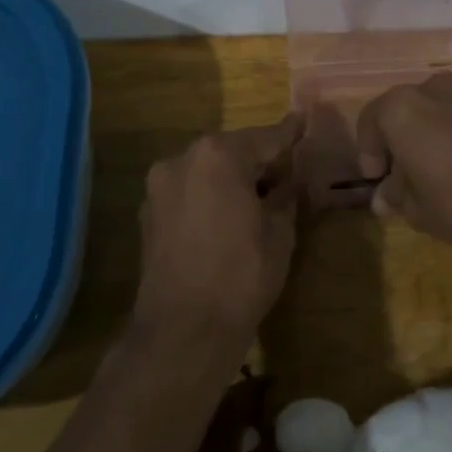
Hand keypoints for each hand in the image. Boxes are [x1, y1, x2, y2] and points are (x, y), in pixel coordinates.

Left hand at [134, 114, 303, 360]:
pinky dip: (209, 196)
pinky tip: (227, 217)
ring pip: (207, 171)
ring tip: (257, 197)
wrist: (183, 330)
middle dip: (258, 160)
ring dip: (231, 178)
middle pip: (231, 150)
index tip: (303, 121)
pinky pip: (189, 192)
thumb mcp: (279, 232)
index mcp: (218, 155)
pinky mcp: (148, 214)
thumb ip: (286, 195)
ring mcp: (160, 187)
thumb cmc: (242, 274)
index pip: (265, 138)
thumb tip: (290, 180)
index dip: (289, 133)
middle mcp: (182, 159)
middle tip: (285, 171)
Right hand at [354, 73, 451, 248]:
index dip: (368, 152)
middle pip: (402, 111)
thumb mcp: (418, 210)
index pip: (370, 121)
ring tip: (433, 171)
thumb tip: (384, 197)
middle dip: (397, 142)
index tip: (376, 180)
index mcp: (401, 109)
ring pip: (433, 111)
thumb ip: (396, 197)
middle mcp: (430, 89)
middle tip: (402, 177)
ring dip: (426, 135)